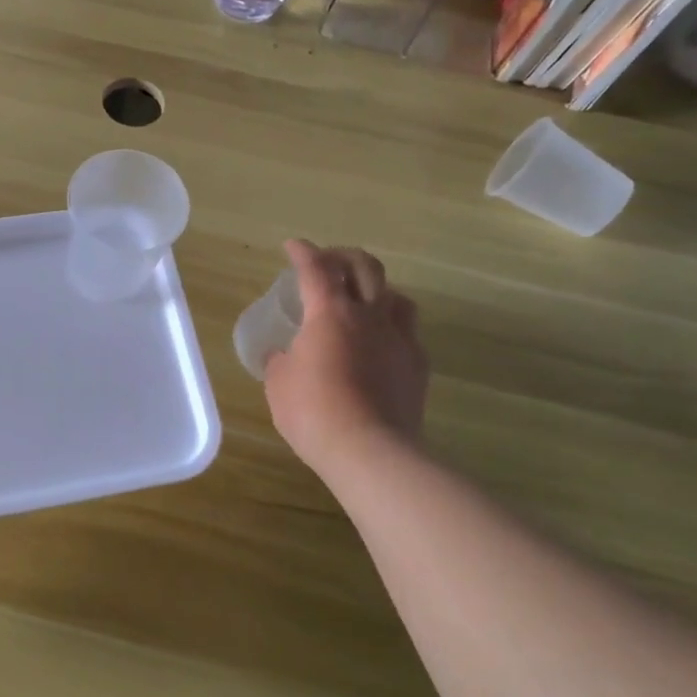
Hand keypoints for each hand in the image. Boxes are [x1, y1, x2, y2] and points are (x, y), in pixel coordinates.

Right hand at [264, 239, 428, 474]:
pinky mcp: (418, 365)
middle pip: (365, 268)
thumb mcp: (278, 385)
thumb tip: (283, 356)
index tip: (293, 246)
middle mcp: (369, 316)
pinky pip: (408, 332)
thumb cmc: (313, 412)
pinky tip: (382, 342)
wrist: (370, 450)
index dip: (303, 252)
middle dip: (344, 257)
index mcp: (330, 313)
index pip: (316, 269)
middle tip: (329, 262)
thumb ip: (280, 361)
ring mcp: (399, 339)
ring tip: (363, 299)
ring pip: (396, 296)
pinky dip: (392, 327)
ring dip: (377, 289)